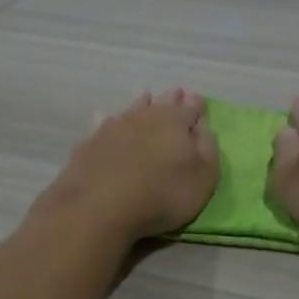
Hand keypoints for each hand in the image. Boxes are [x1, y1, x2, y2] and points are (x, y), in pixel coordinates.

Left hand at [31, 88, 218, 244]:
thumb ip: (207, 148)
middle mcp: (145, 117)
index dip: (195, 105)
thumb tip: (202, 126)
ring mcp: (114, 128)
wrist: (101, 206)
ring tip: (145, 96)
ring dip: (140, 103)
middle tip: (174, 92)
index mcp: (175, 122)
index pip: (190, 108)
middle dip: (170, 99)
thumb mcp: (203, 176)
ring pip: (132, 109)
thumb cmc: (163, 194)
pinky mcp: (91, 144)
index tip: (197, 100)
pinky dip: (109, 121)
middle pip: (161, 104)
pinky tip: (106, 119)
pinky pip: (104, 125)